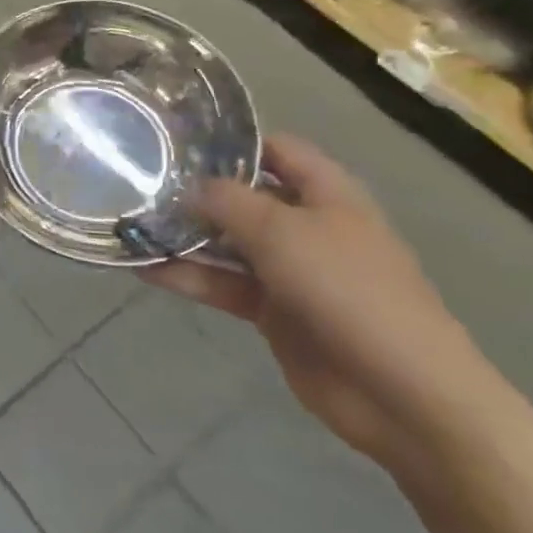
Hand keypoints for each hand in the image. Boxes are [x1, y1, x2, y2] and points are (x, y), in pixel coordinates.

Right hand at [140, 136, 482, 468]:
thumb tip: (185, 186)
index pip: (276, 150)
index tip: (176, 138)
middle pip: (244, 196)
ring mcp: (290, 270)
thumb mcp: (281, 231)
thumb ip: (226, 200)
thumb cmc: (347, 290)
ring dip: (183, 236)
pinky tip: (143, 269)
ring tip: (129, 224)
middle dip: (195, 190)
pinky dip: (188, 277)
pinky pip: (223, 284)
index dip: (231, 141)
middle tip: (137, 181)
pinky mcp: (274, 311)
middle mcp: (307, 225)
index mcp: (326, 194)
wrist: (402, 393)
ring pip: (227, 243)